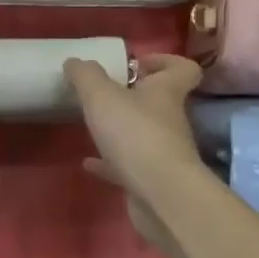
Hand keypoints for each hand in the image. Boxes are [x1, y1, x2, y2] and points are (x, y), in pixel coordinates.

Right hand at [64, 53, 203, 246]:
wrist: (160, 195)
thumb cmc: (135, 135)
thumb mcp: (102, 96)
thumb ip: (86, 76)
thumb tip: (75, 62)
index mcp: (166, 92)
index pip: (183, 69)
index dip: (164, 61)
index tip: (137, 63)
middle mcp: (170, 120)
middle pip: (160, 101)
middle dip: (134, 96)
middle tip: (105, 93)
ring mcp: (163, 152)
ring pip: (144, 134)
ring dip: (122, 129)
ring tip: (93, 125)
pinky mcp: (151, 180)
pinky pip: (128, 165)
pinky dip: (110, 162)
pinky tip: (88, 162)